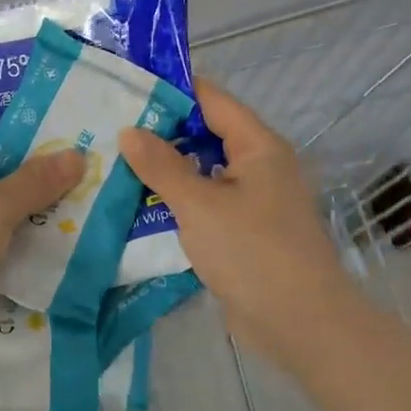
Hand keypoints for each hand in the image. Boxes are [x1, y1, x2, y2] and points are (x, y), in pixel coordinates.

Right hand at [119, 79, 362, 369]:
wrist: (301, 325)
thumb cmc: (253, 252)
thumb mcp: (200, 205)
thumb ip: (162, 166)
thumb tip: (129, 131)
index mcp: (257, 146)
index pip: (211, 99)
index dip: (171, 89)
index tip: (127, 85)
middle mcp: (257, 166)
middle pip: (204, 135)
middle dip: (160, 132)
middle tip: (108, 127)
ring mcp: (251, 201)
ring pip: (202, 173)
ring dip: (165, 170)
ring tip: (113, 162)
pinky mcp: (242, 233)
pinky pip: (204, 205)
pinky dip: (176, 202)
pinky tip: (138, 205)